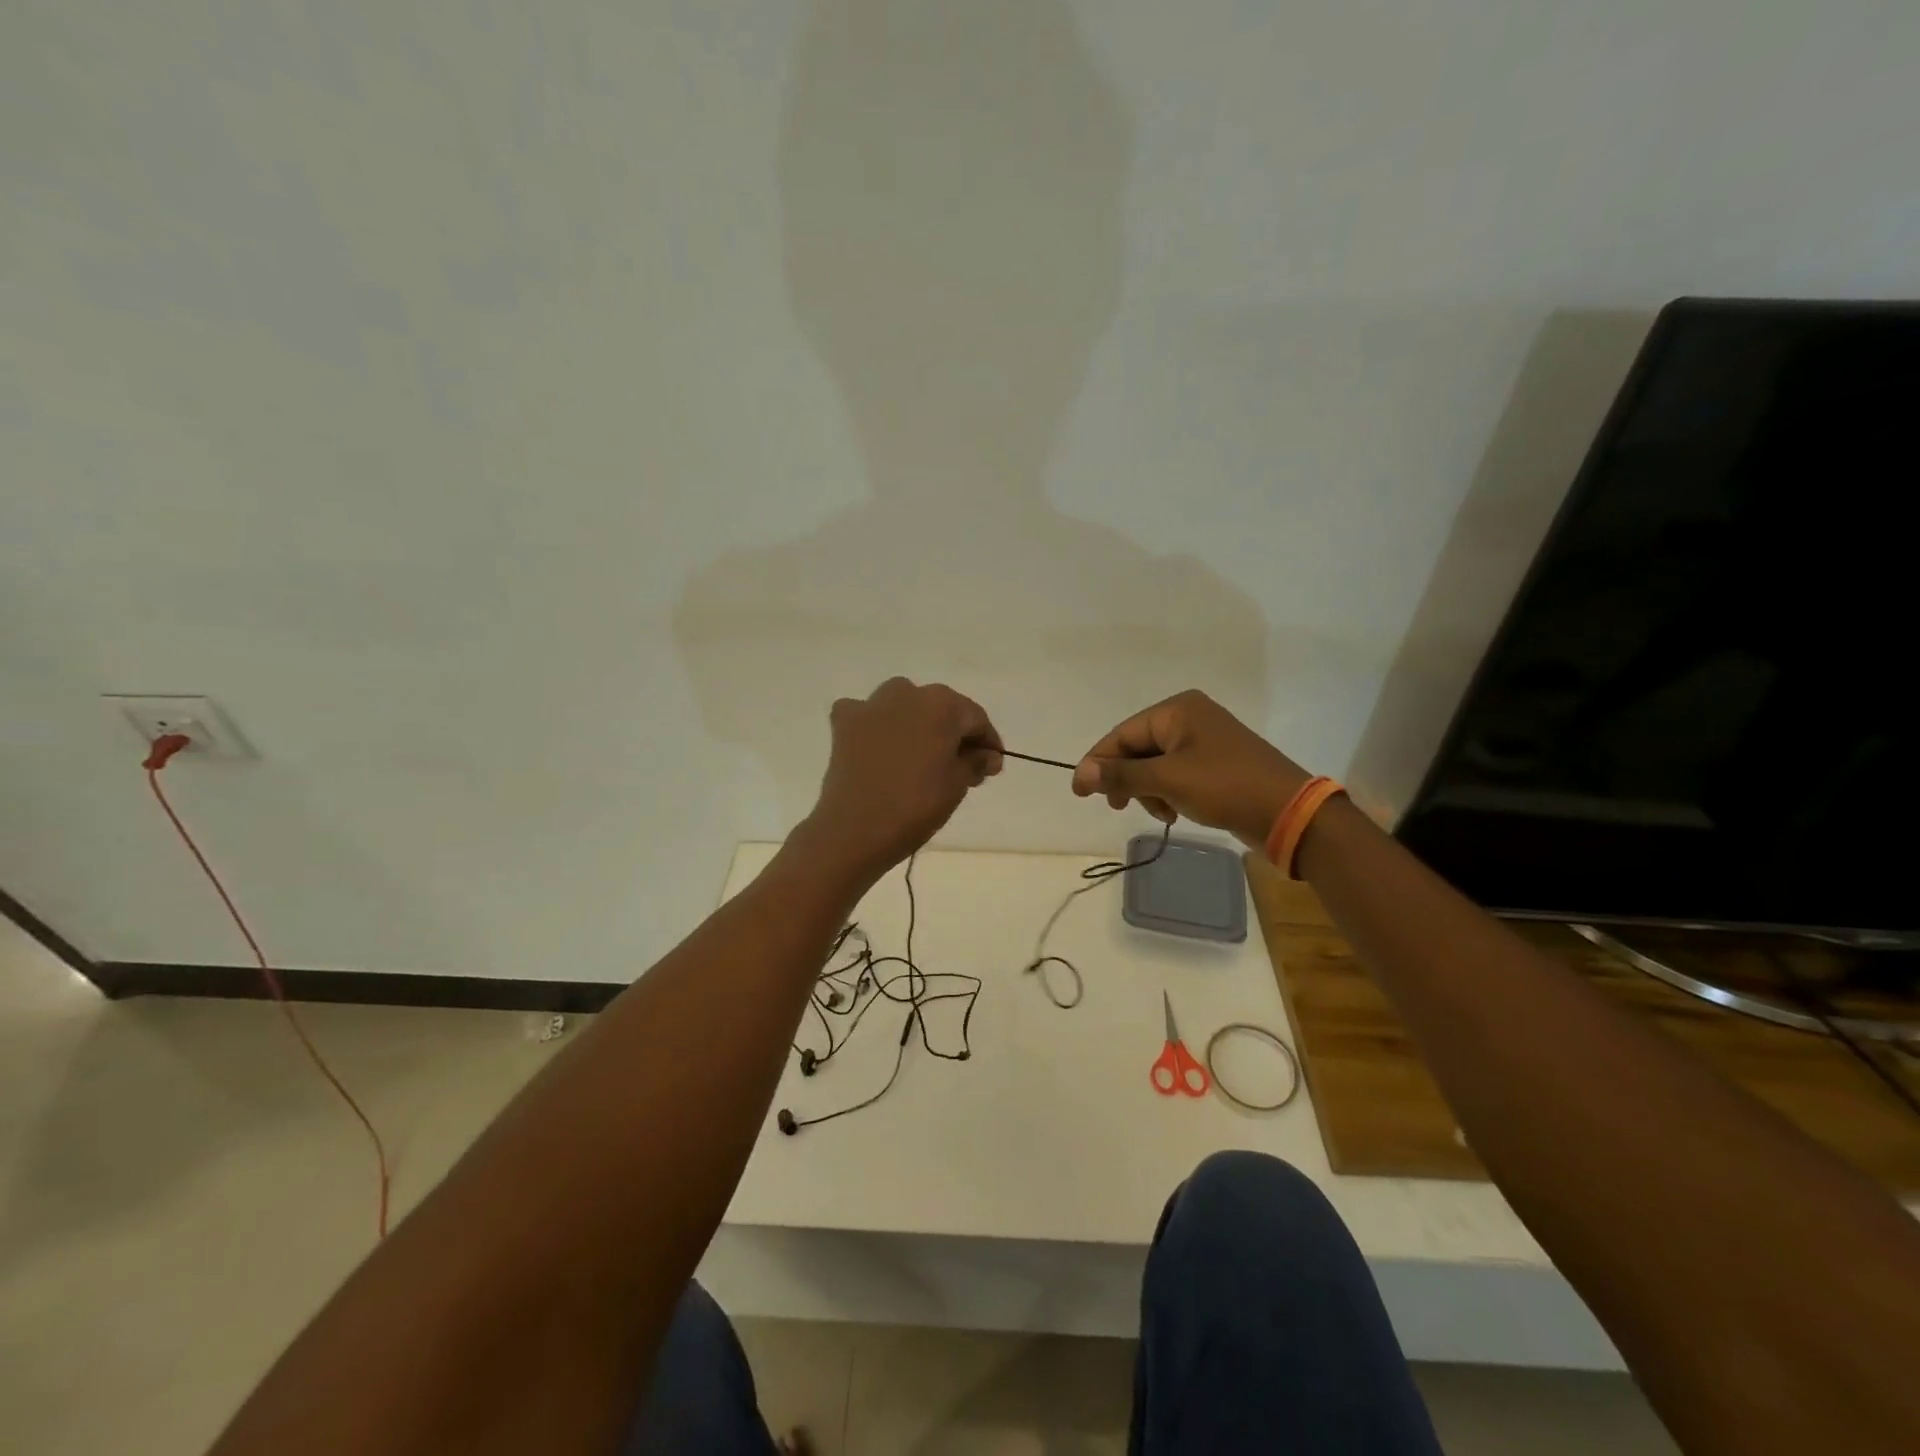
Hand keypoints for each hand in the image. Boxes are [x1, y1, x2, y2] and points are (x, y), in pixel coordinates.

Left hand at [798, 677, 1002, 882]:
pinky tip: (881, 747)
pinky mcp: (844, 722)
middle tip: (963, 768)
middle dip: (953, 734)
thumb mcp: (957, 784)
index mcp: (942, 704)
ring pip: (904, 706)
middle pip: (940, 709)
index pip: (975, 718)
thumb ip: (975, 762)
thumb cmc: (916, 805)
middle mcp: (907, 693)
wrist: (855, 829)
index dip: (987, 742)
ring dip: (917, 724)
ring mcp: (871, 705)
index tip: (993, 767)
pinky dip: (877, 726)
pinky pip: (868, 716)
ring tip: (922, 757)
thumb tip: (987, 755)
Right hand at [1072, 690, 1308, 848]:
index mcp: (1178, 710)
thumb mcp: (1168, 779)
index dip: (1098, 762)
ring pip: (1155, 766)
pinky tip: (1176, 811)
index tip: (1079, 792)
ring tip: (1163, 812)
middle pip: (1137, 749)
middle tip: (1118, 807)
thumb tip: (1081, 772)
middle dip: (1128, 779)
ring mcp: (1204, 742)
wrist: (1288, 812)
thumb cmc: (1225, 786)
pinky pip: (1175, 775)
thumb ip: (1122, 774)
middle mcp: (1189, 718)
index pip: (1122, 734)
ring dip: (1149, 791)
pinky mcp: (1215, 765)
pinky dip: (1168, 793)